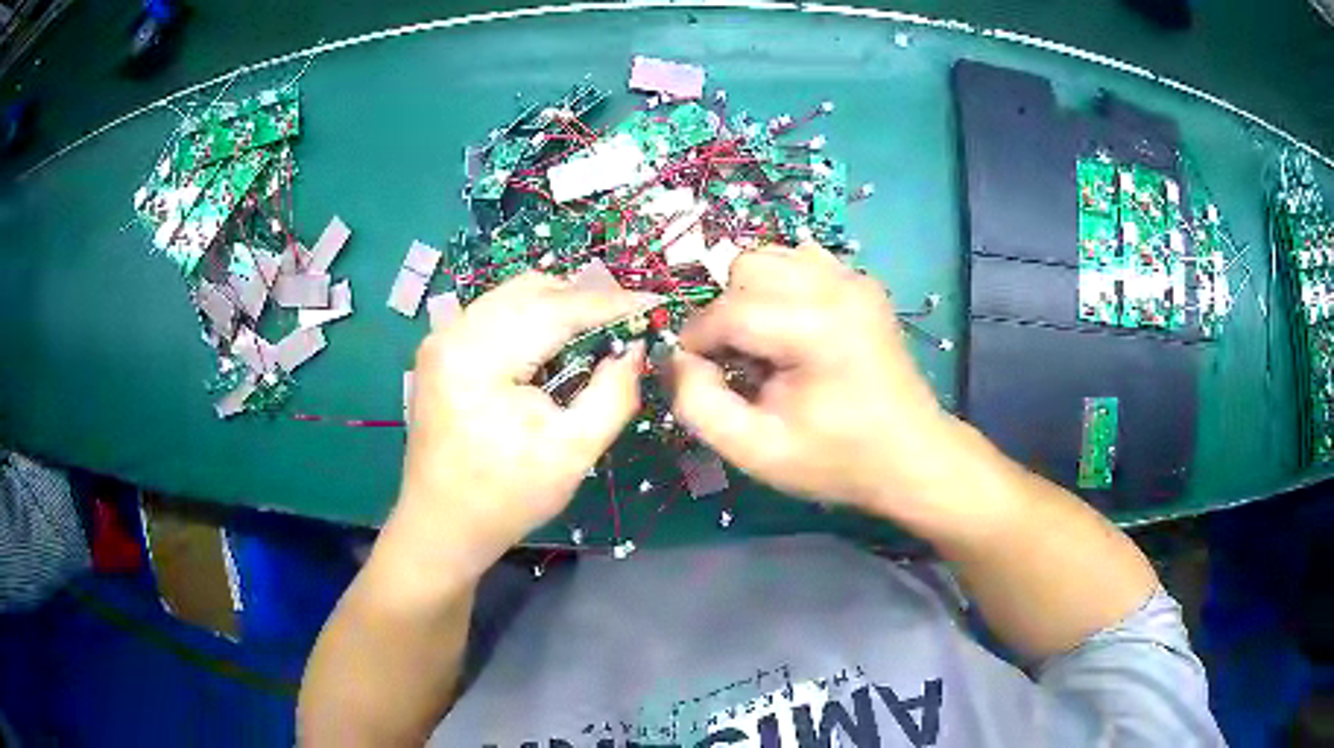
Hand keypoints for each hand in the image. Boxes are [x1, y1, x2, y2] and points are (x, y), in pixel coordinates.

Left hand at [394, 273, 646, 562]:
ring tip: (594, 335)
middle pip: (532, 289)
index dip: (611, 303)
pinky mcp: (441, 350)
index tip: (655, 304)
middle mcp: (454, 332)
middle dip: (585, 299)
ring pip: (514, 295)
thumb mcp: (574, 452)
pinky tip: (554, 349)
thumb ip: (614, 394)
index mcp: (480, 356)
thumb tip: (635, 348)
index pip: (557, 308)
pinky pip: (496, 313)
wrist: (442, 525)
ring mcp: (442, 338)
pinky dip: (532, 319)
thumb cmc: (507, 497)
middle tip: (625, 324)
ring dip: (559, 306)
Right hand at [671, 243, 960, 514]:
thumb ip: (699, 405)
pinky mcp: (861, 281)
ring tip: (766, 345)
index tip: (696, 374)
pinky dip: (780, 286)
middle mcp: (838, 287)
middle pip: (745, 268)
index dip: (697, 340)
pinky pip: (799, 260)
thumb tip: (678, 357)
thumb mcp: (756, 451)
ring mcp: (854, 277)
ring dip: (750, 295)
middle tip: (739, 362)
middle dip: (726, 313)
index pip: (728, 310)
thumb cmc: (836, 460)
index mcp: (818, 328)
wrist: (911, 455)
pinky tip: (791, 327)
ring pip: (769, 256)